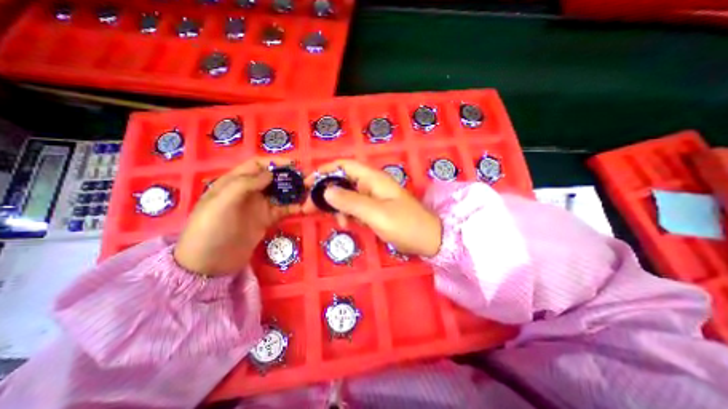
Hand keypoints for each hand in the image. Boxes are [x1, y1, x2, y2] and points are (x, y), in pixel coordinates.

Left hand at [172, 157, 301, 276]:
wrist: (210, 263)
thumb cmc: (211, 229)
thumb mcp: (222, 202)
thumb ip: (245, 184)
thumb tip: (271, 173)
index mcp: (234, 182)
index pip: (256, 166)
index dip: (274, 162)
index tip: (293, 165)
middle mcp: (248, 191)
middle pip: (272, 178)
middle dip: (288, 176)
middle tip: (307, 178)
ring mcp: (259, 206)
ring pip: (280, 193)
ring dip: (294, 190)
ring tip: (310, 190)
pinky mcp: (267, 219)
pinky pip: (283, 209)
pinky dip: (294, 207)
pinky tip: (304, 207)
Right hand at [303, 158, 440, 255]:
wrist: (428, 239)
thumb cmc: (405, 224)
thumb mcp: (376, 214)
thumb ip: (350, 201)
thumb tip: (326, 190)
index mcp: (373, 179)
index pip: (344, 166)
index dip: (324, 171)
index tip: (307, 184)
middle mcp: (371, 184)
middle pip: (342, 181)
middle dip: (325, 193)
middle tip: (309, 207)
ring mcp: (373, 197)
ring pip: (347, 196)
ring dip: (337, 207)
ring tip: (337, 222)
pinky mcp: (375, 209)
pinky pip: (355, 207)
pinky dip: (347, 214)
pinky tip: (347, 225)